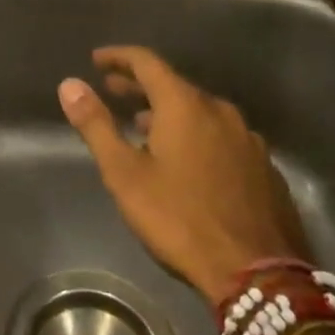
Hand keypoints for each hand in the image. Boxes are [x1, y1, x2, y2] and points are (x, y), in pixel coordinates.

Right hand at [59, 46, 310, 306]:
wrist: (260, 277)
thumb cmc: (181, 219)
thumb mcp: (125, 174)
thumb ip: (96, 125)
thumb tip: (69, 84)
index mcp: (184, 104)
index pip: (146, 62)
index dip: (119, 57)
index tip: (97, 60)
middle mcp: (219, 110)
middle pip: (174, 85)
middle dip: (140, 86)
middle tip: (112, 89)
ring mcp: (248, 139)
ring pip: (200, 113)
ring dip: (169, 113)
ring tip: (144, 128)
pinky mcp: (265, 168)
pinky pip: (222, 137)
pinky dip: (197, 136)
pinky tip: (188, 162)